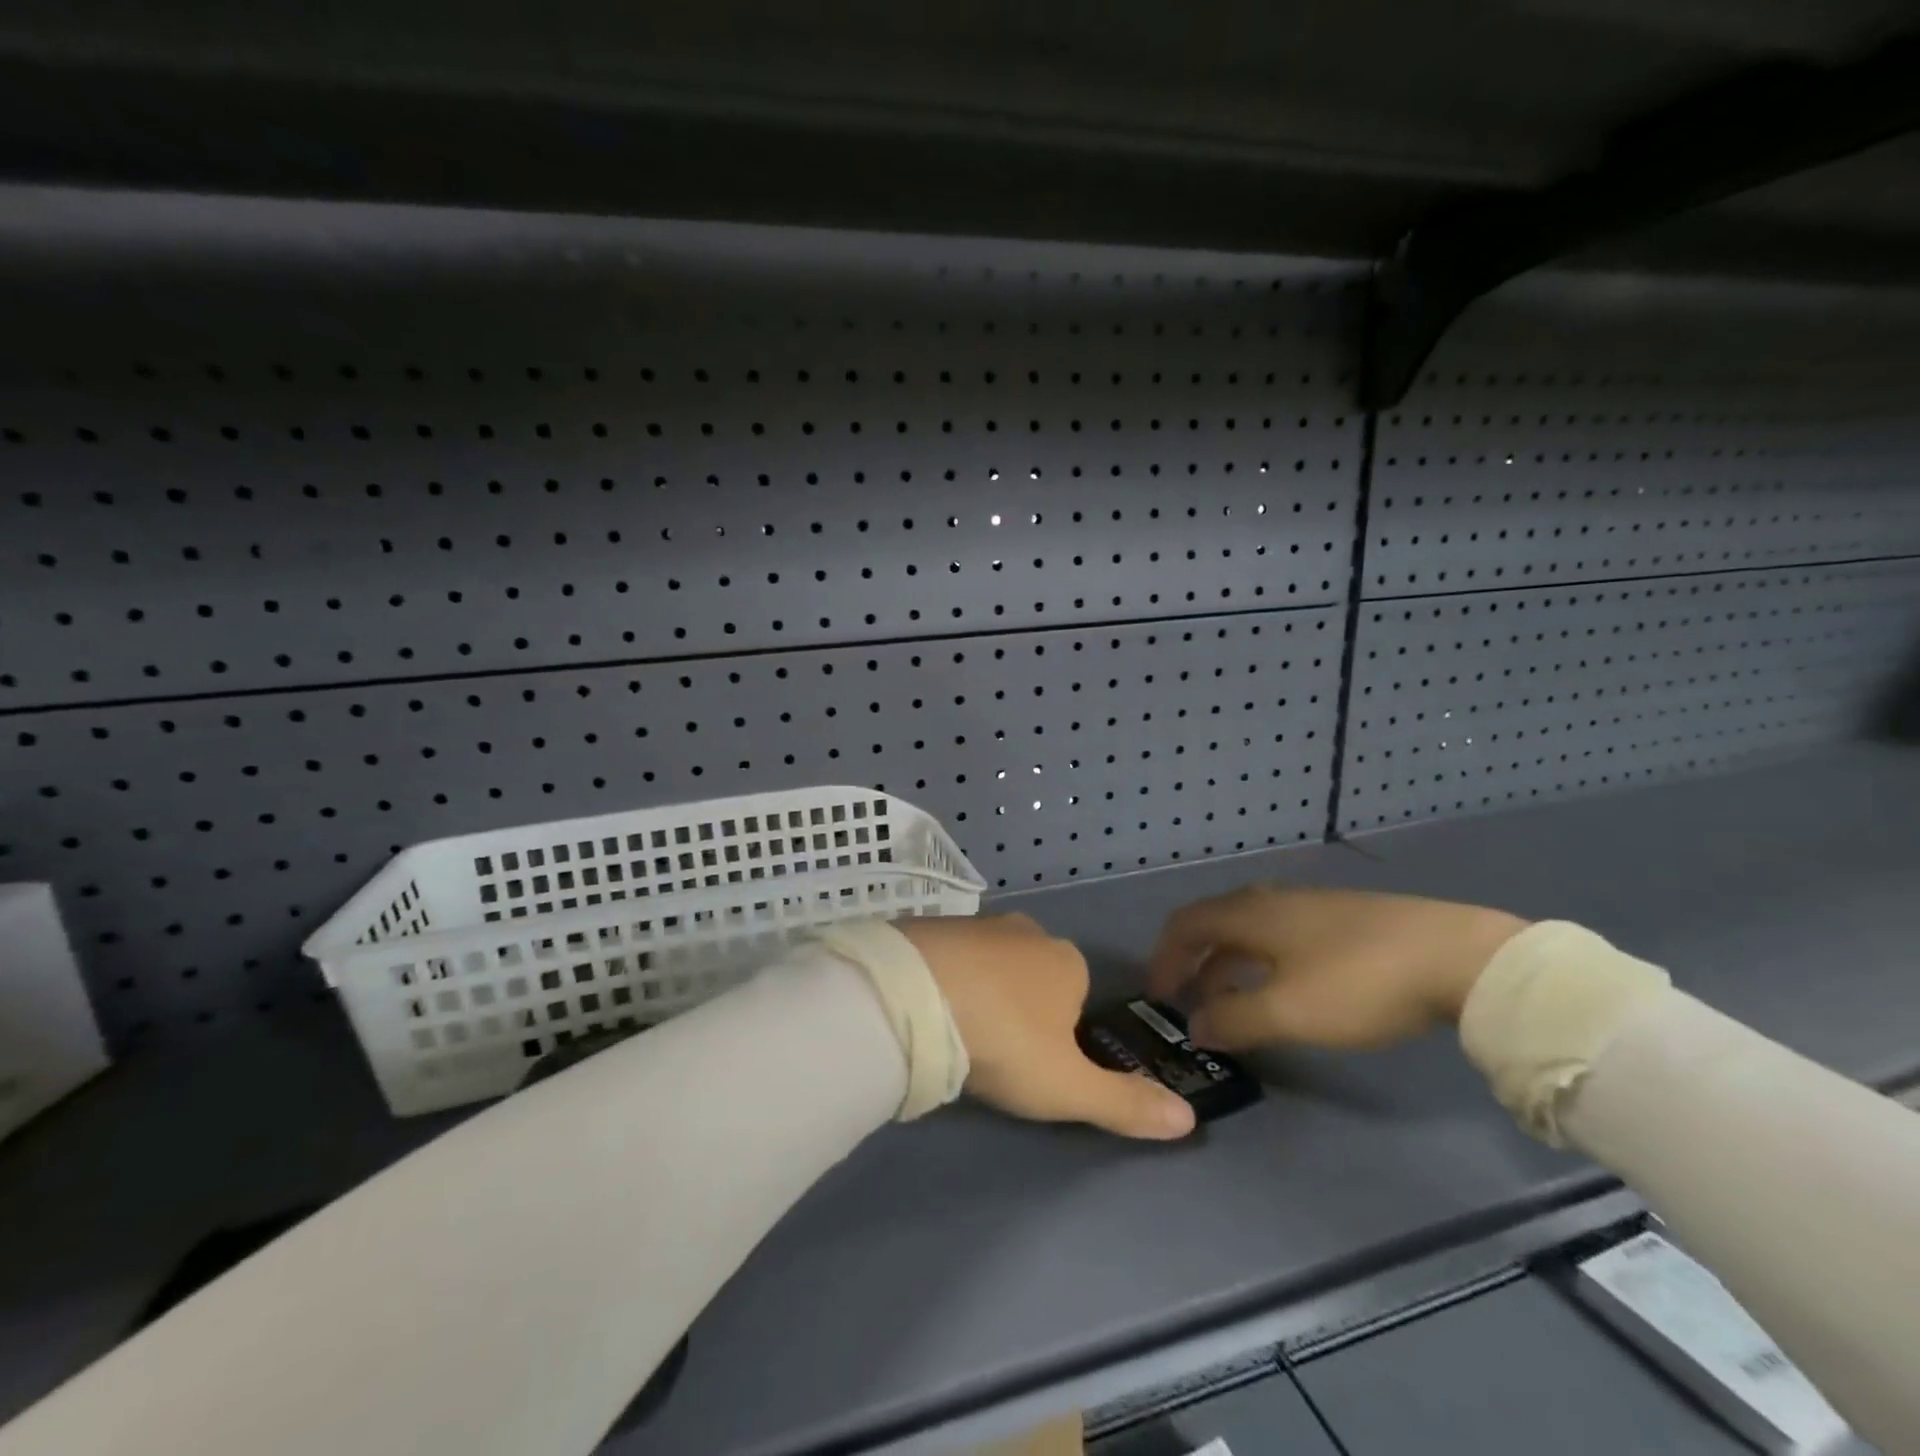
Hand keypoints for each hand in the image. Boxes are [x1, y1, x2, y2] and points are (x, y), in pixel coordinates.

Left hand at [897, 914, 1196, 1140]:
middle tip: (993, 1052)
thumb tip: (1190, 1120)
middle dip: (1020, 1009)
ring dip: (980, 992)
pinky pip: (947, 956)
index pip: (1077, 996)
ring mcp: (976, 923)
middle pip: (1033, 975)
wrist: (917, 995)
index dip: (1060, 1034)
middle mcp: (1027, 931)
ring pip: (989, 964)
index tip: (1032, 1065)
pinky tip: (926, 1007)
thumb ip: (1126, 1104)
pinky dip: (944, 978)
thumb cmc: (1006, 1040)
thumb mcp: (1068, 1086)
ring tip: (956, 1033)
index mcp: (1067, 961)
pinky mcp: (931, 924)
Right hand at [1147, 886, 1527, 1051]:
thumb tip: (1196, 1027)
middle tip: (1187, 1000)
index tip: (1158, 994)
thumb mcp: (1289, 1010)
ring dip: (1227, 964)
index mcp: (1250, 914)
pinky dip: (1260, 962)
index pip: (1185, 924)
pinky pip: (1279, 936)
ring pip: (1249, 931)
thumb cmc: (1360, 981)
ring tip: (1230, 1003)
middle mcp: (1271, 901)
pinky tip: (1283, 989)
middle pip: (1214, 923)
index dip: (1163, 956)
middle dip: (1193, 961)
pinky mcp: (1342, 920)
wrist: (1458, 955)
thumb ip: (1235, 1019)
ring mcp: (1309, 906)